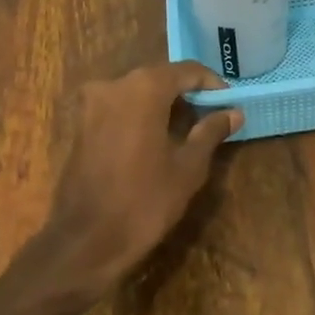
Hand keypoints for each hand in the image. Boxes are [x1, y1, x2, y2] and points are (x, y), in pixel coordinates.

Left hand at [39, 61, 242, 300]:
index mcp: (144, 88)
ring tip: (188, 129)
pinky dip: (141, 115)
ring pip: (138, 92)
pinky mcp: (80, 125)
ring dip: (163, 104)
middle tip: (212, 115)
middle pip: (160, 78)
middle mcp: (114, 85)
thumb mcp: (188, 167)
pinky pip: (119, 108)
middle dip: (187, 93)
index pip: (187, 70)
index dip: (211, 84)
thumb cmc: (144, 201)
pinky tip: (157, 139)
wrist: (85, 243)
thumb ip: (211, 131)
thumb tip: (233, 112)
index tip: (229, 103)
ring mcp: (92, 104)